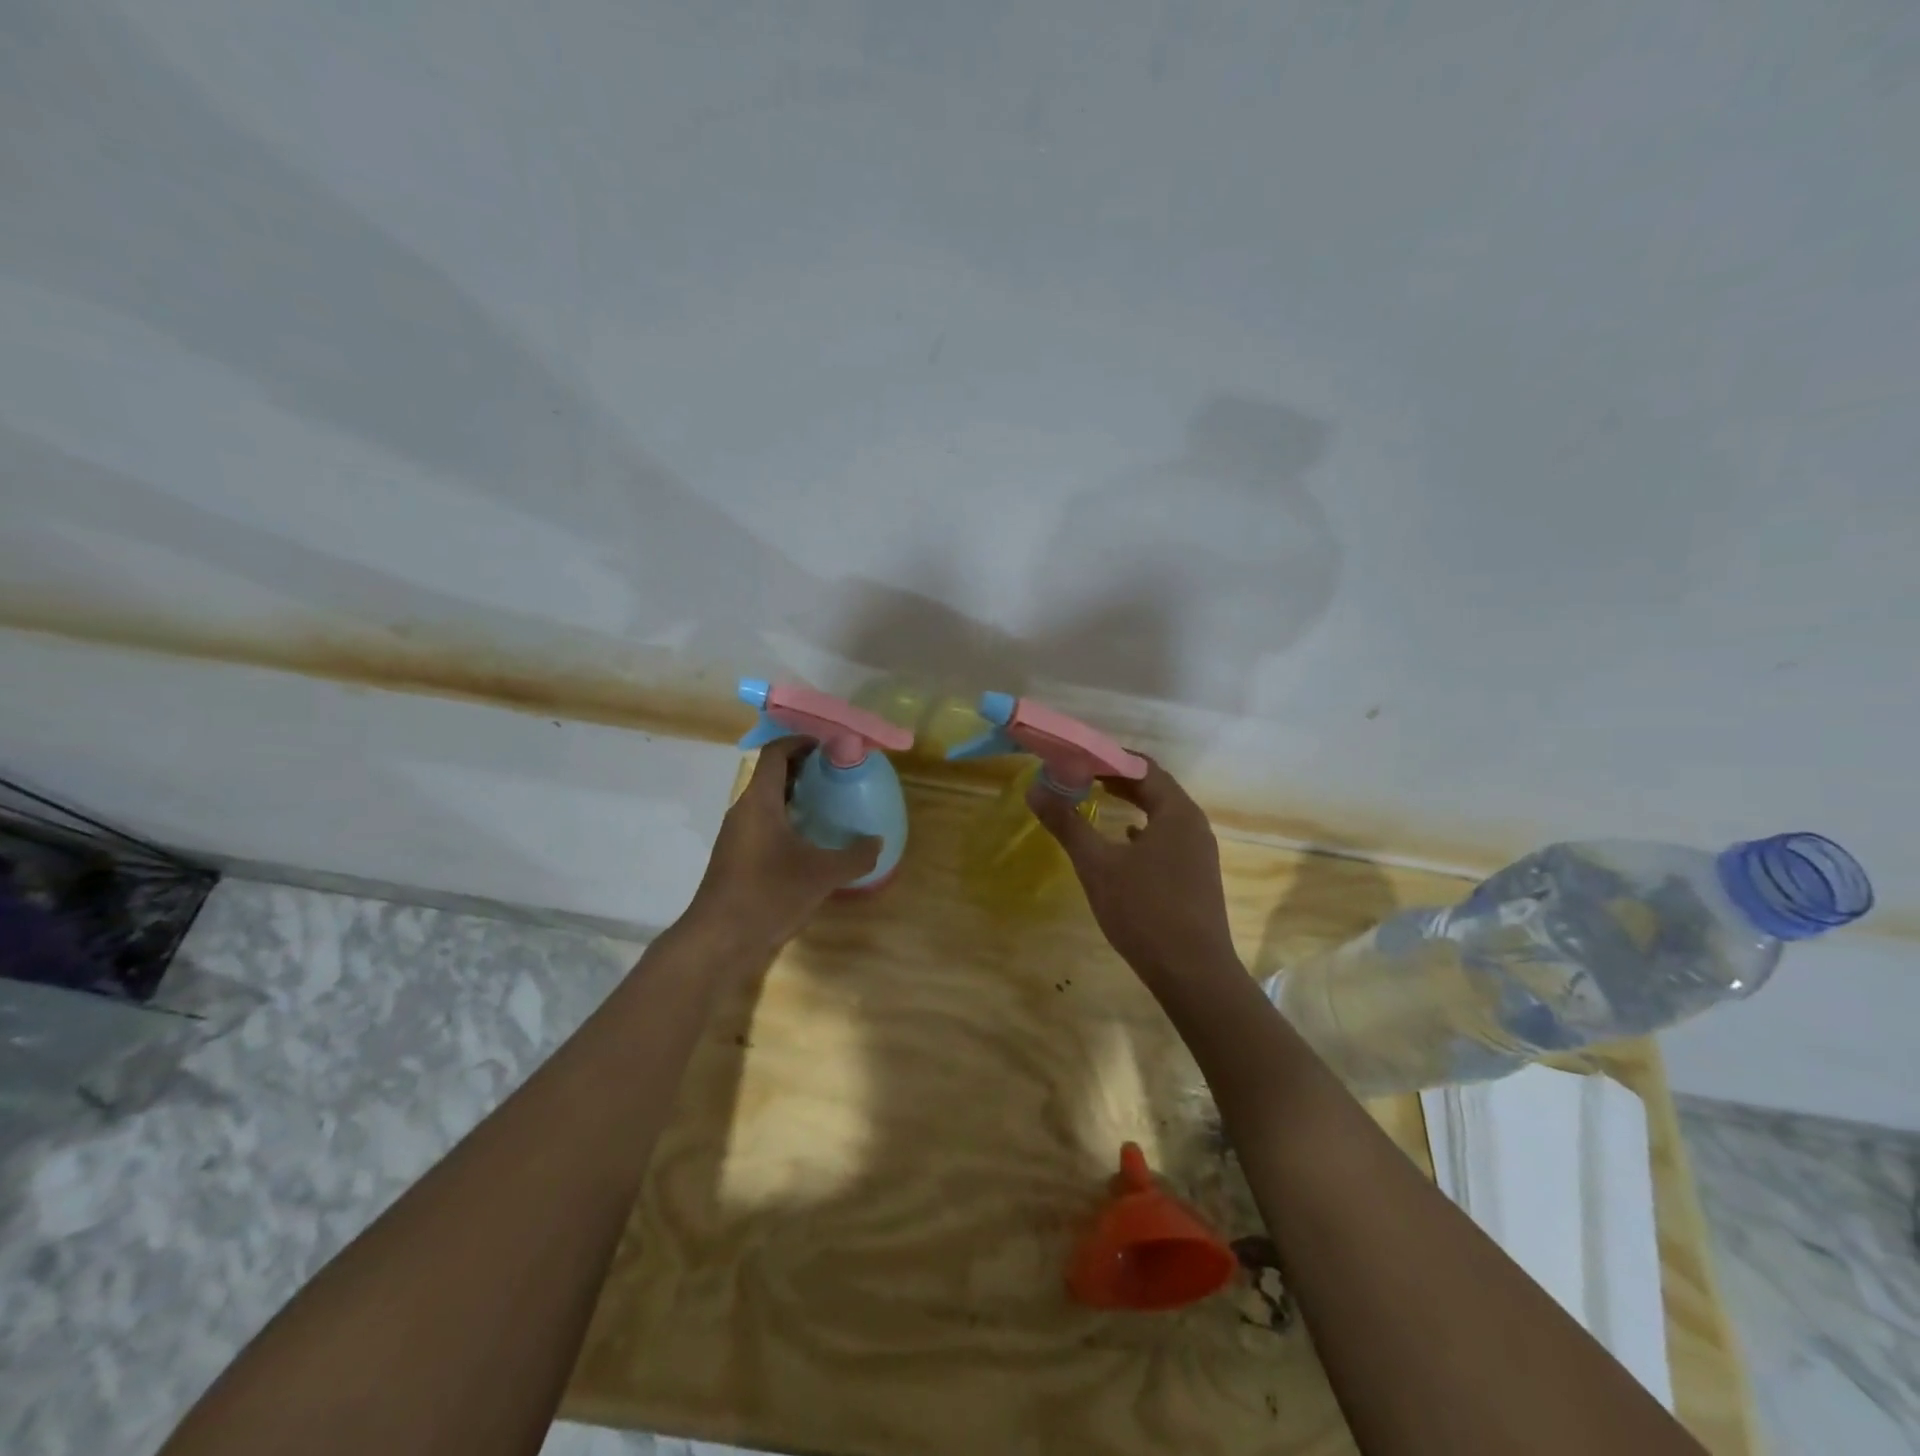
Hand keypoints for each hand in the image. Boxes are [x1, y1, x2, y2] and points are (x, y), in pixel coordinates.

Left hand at [684, 739, 880, 954]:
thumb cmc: (769, 894)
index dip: (800, 742)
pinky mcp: (736, 857)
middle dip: (802, 768)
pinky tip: (808, 841)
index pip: (775, 753)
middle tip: (835, 774)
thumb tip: (877, 841)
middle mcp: (743, 810)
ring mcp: (736, 835)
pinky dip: (785, 820)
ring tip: (827, 804)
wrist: (719, 939)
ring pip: (765, 801)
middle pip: (770, 774)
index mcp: (759, 801)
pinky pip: (762, 823)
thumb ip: (855, 856)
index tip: (829, 747)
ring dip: (794, 795)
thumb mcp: (822, 874)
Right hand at [1029, 759, 1238, 978]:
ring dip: (1129, 802)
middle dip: (1116, 778)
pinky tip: (1123, 840)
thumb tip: (1035, 789)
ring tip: (1094, 798)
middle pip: (1154, 787)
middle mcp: (1193, 824)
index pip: (1141, 767)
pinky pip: (1166, 838)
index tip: (1074, 756)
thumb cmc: (1144, 911)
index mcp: (1176, 812)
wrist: (1193, 974)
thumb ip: (1067, 823)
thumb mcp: (1097, 865)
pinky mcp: (1195, 876)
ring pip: (1161, 813)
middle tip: (1078, 773)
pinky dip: (1141, 830)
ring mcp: (1198, 852)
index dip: (1106, 757)